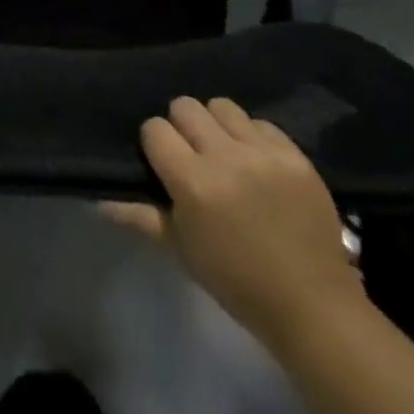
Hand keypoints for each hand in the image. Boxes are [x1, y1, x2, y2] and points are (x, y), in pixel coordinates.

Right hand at [101, 96, 364, 348]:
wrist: (313, 307)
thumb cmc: (237, 282)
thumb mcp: (183, 251)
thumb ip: (142, 216)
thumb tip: (100, 199)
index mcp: (193, 182)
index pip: (155, 129)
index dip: (156, 144)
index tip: (164, 163)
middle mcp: (225, 157)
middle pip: (185, 106)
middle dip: (183, 126)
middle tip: (193, 154)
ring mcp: (263, 153)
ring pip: (222, 106)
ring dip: (218, 125)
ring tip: (226, 152)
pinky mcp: (294, 155)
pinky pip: (261, 122)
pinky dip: (253, 137)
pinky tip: (257, 162)